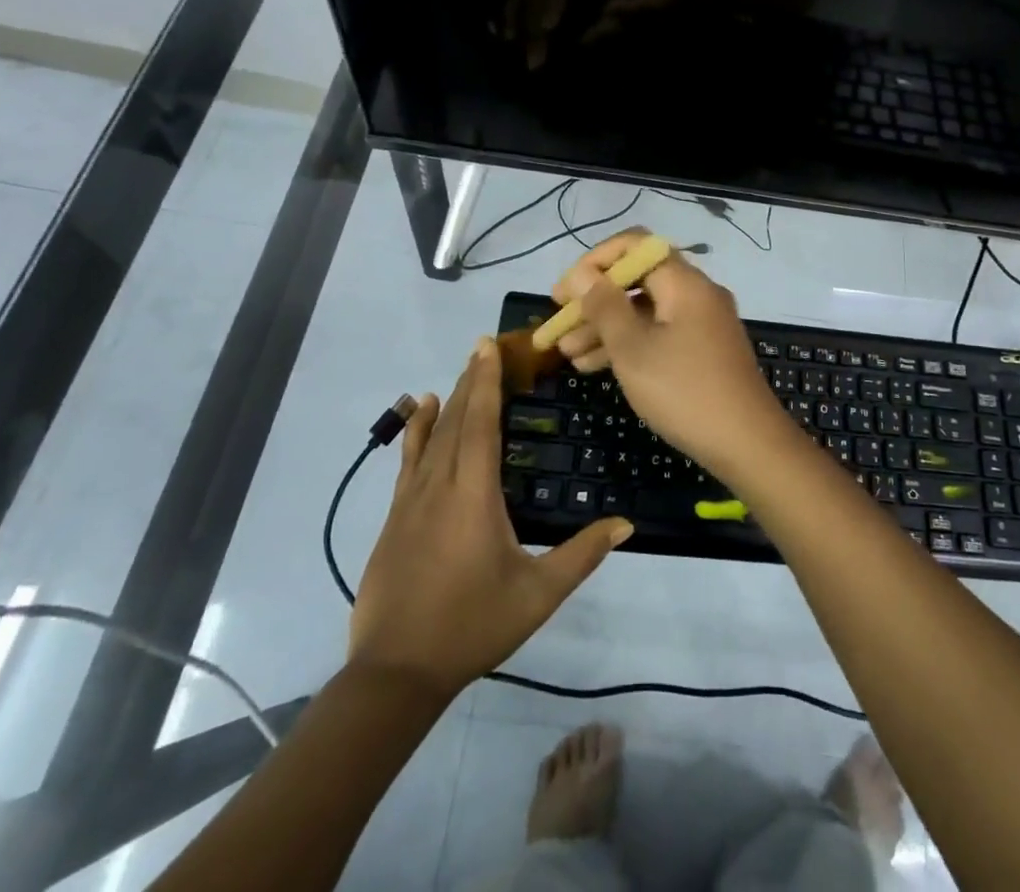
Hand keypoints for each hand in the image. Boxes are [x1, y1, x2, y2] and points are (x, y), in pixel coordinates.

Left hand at [349, 340, 631, 695]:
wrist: (395, 673)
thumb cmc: (472, 627)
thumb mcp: (537, 595)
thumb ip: (582, 555)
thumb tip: (626, 524)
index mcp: (474, 495)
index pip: (482, 423)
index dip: (487, 382)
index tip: (488, 346)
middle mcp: (440, 486)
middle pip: (457, 420)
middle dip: (472, 381)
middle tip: (483, 346)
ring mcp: (410, 501)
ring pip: (431, 436)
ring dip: (449, 400)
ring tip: (460, 372)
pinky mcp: (393, 517)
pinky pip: (408, 460)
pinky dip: (416, 431)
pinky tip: (422, 413)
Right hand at [550, 232, 797, 479]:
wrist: (748, 444)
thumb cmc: (684, 391)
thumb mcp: (633, 350)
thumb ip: (604, 307)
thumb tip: (582, 274)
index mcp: (684, 282)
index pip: (635, 246)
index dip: (594, 262)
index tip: (564, 292)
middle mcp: (696, 294)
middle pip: (637, 281)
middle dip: (594, 301)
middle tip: (558, 326)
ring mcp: (702, 323)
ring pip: (645, 312)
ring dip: (605, 327)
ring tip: (567, 355)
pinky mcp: (703, 350)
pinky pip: (659, 333)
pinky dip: (629, 344)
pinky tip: (595, 366)